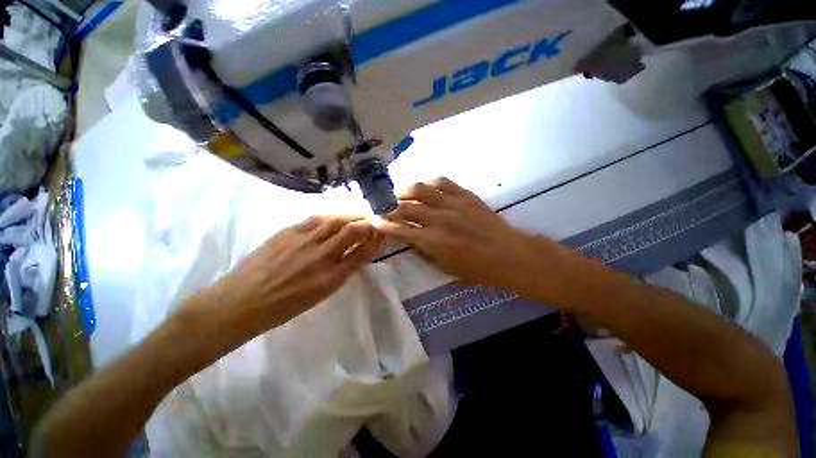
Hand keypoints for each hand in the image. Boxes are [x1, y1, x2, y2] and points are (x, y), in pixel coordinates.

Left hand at [198, 215, 382, 334]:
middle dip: (367, 223)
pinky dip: (330, 216)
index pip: (362, 252)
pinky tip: (335, 216)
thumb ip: (341, 272)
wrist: (241, 302)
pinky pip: (315, 218)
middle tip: (373, 221)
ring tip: (358, 215)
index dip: (375, 240)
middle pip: (352, 231)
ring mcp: (303, 241)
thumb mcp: (320, 295)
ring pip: (335, 221)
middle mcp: (321, 256)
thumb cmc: (284, 306)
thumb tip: (356, 254)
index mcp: (331, 278)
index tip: (381, 234)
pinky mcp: (287, 232)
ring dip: (351, 216)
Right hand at [380, 177, 569, 299]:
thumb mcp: (447, 268)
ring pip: (421, 189)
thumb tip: (410, 238)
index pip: (401, 230)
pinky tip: (424, 188)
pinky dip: (429, 183)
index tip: (374, 221)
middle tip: (384, 207)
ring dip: (405, 191)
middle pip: (406, 207)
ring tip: (399, 194)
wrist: (510, 254)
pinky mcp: (465, 195)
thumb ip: (425, 251)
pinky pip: (442, 182)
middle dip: (390, 207)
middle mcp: (440, 220)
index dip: (385, 225)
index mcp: (434, 242)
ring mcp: (453, 204)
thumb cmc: (479, 269)